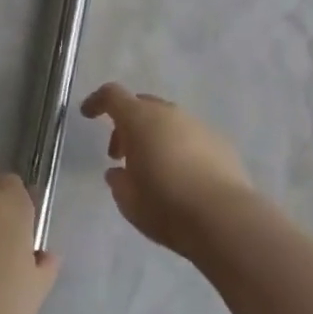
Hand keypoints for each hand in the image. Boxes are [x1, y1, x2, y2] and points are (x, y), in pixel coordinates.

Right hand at [81, 83, 255, 253]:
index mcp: (140, 120)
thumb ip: (118, 181)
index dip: (97, 102)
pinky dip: (179, 147)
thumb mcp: (128, 200)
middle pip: (142, 106)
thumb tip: (118, 172)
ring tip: (152, 169)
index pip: (113, 95)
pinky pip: (190, 136)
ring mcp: (199, 125)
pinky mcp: (220, 142)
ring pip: (168, 120)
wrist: (224, 218)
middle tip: (120, 155)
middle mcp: (170, 114)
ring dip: (154, 136)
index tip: (88, 115)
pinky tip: (182, 176)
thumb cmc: (166, 206)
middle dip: (126, 125)